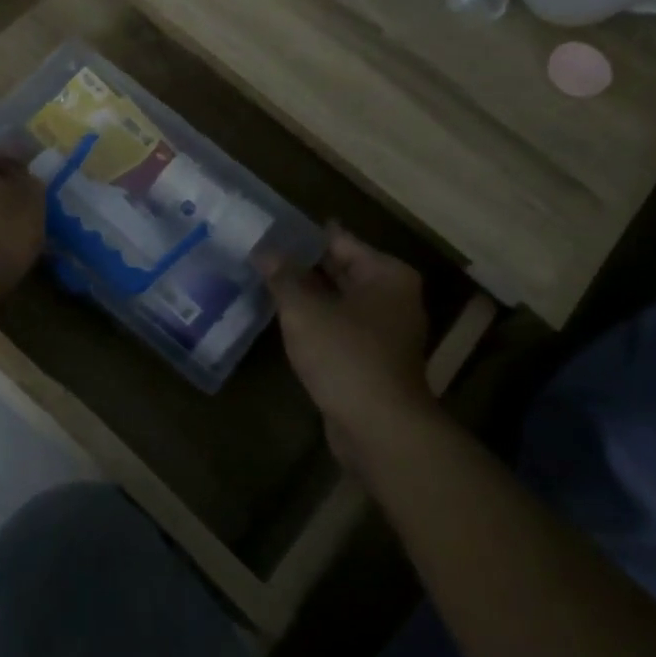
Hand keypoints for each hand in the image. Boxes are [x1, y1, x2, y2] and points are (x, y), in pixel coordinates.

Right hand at [259, 228, 437, 466]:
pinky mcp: (372, 361)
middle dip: (304, 264)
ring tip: (266, 281)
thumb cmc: (346, 356)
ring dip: (308, 295)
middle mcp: (392, 298)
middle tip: (263, 252)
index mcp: (386, 275)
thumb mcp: (305, 310)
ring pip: (339, 301)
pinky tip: (285, 319)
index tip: (273, 227)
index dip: (305, 235)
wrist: (379, 429)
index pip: (340, 241)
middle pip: (342, 270)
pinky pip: (339, 328)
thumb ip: (283, 277)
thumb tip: (264, 251)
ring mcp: (385, 332)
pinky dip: (316, 322)